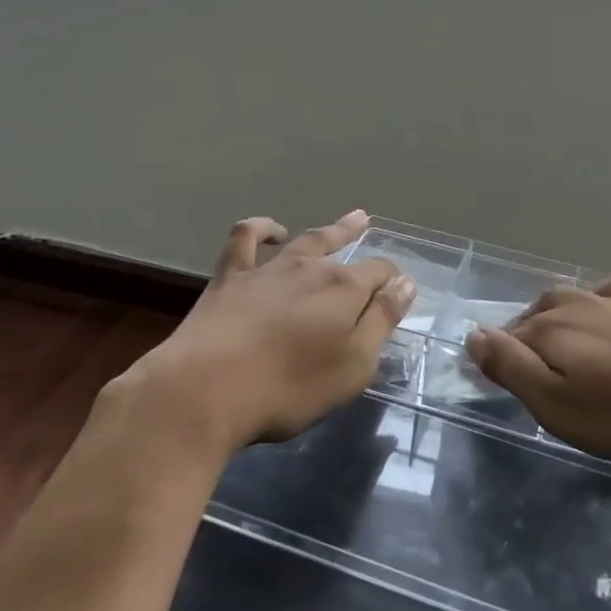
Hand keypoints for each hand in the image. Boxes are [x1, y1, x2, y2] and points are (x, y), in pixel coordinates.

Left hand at [106, 211, 414, 461]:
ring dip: (326, 229)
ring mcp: (267, 270)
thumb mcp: (353, 365)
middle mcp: (309, 269)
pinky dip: (261, 229)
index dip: (391, 280)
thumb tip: (405, 283)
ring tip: (339, 219)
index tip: (398, 288)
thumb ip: (381, 321)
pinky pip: (246, 239)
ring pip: (304, 240)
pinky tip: (271, 231)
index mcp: (344, 290)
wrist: (205, 391)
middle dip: (356, 236)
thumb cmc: (289, 388)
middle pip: (340, 248)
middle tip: (365, 221)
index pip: (378, 274)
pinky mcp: (229, 278)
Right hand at [465, 274, 610, 470]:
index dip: (497, 360)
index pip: (505, 338)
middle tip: (528, 375)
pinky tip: (609, 309)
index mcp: (550, 330)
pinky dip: (601, 298)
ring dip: (556, 316)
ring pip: (571, 298)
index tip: (499, 385)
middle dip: (523, 337)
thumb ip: (511, 367)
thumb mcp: (557, 404)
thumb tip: (473, 334)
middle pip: (536, 314)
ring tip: (559, 343)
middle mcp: (578, 306)